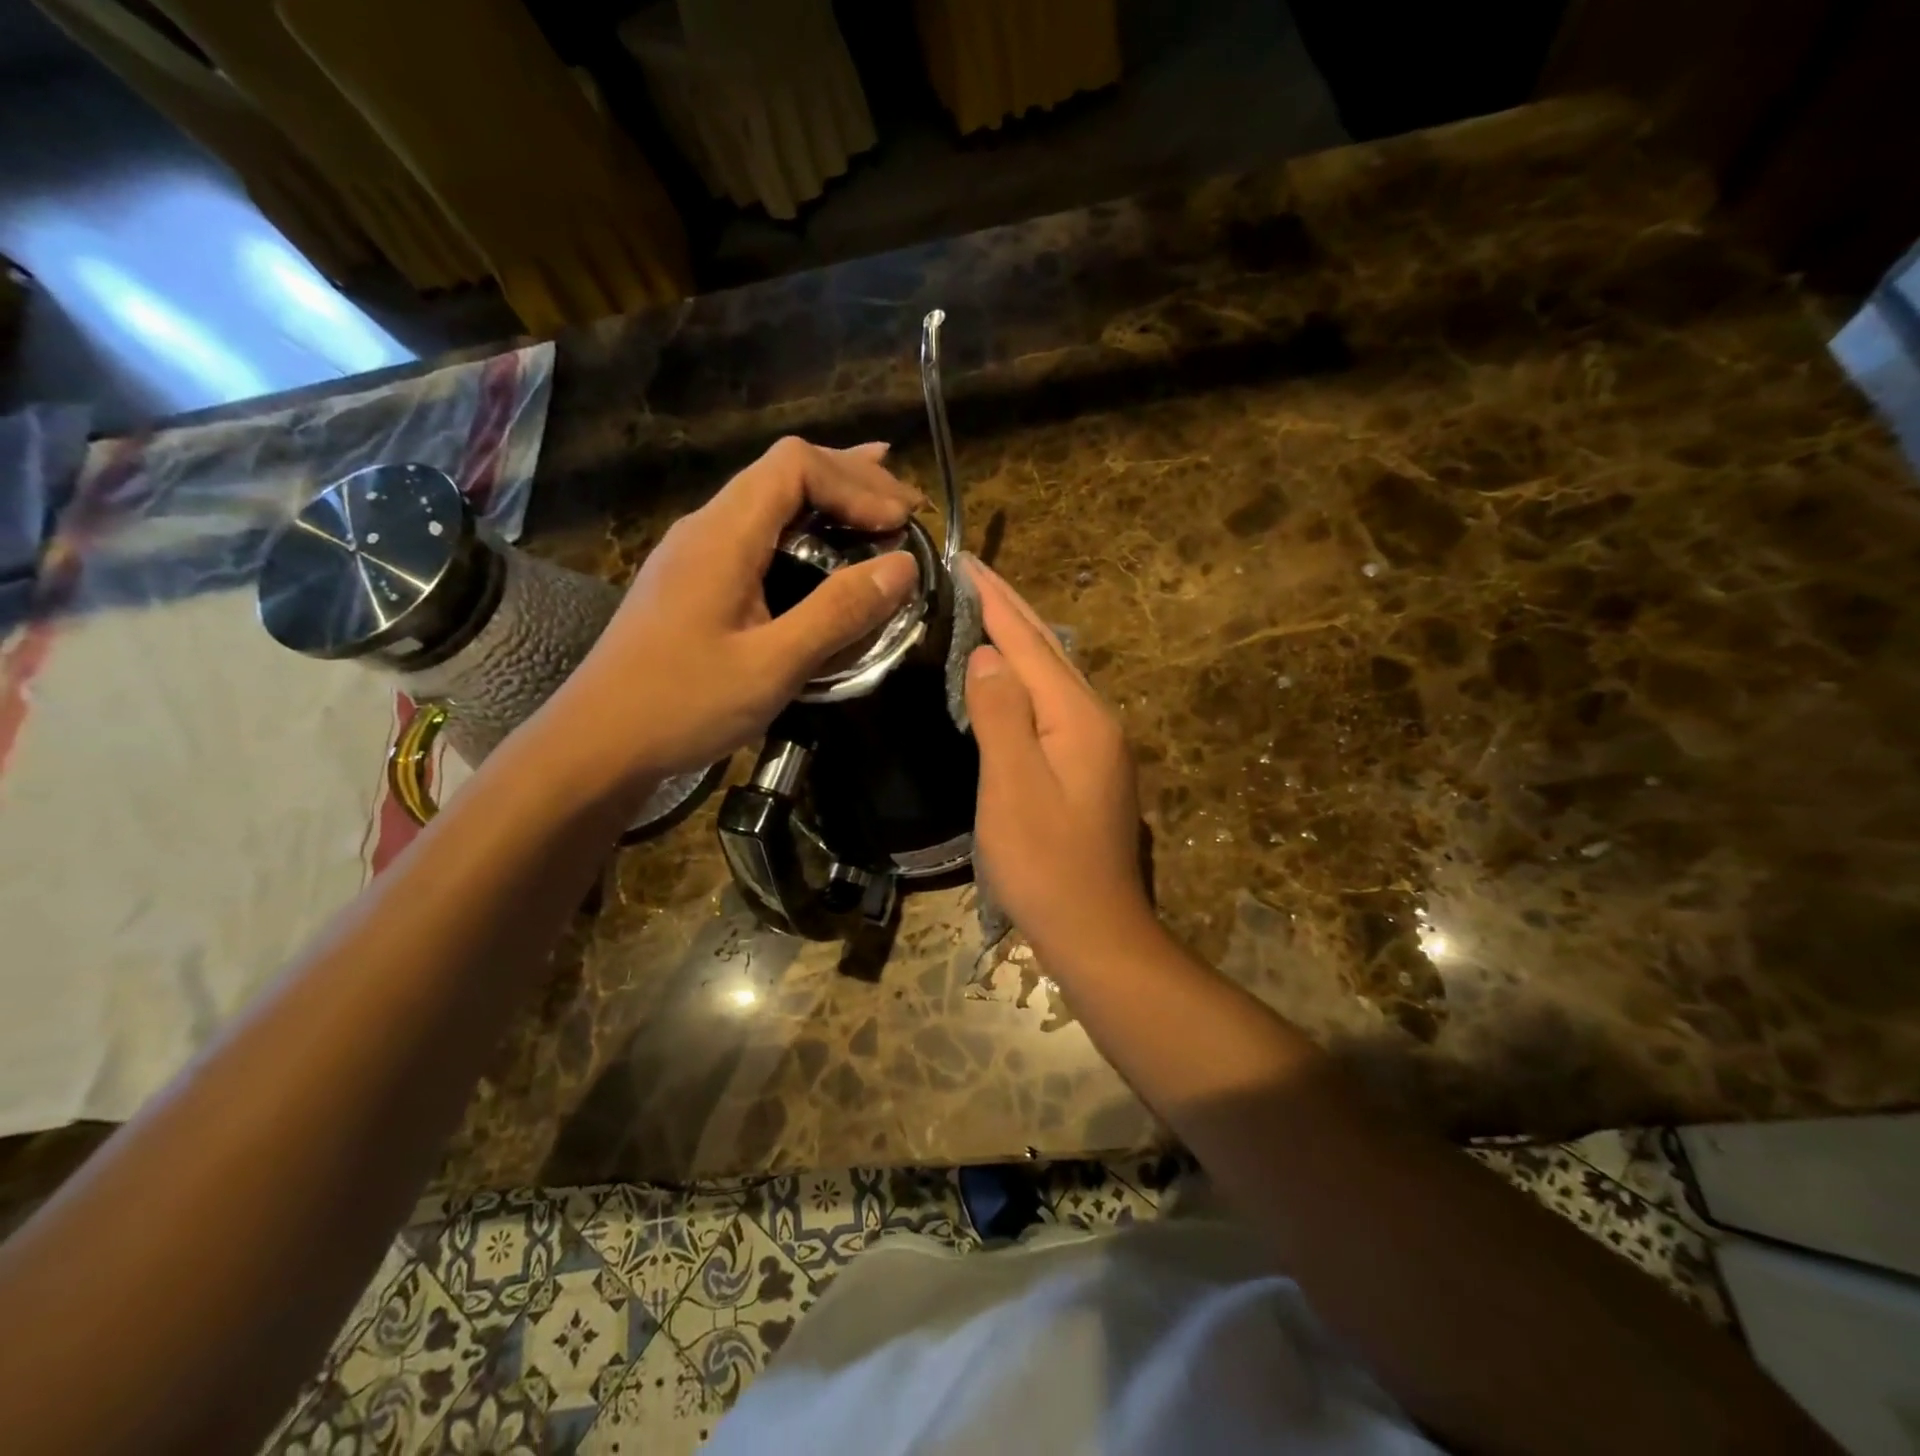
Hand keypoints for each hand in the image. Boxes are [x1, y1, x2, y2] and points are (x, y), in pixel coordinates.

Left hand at [543, 437, 923, 790]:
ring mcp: (695, 552)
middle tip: (907, 508)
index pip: (795, 465)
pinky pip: (758, 533)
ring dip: (828, 499)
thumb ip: (839, 612)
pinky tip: (823, 551)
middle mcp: (706, 527)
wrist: (599, 743)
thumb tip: (904, 566)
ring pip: (769, 499)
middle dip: (851, 480)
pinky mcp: (694, 581)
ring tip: (880, 507)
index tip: (902, 524)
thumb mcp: (773, 665)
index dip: (856, 483)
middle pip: (783, 471)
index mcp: (723, 535)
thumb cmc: (682, 704)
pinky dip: (804, 530)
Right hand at [962, 556, 1155, 960]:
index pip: (1029, 643)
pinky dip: (1030, 679)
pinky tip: (1012, 681)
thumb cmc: (1045, 863)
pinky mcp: (1092, 770)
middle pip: (1049, 652)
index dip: (995, 602)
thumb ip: (1001, 713)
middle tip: (973, 574)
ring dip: (1021, 641)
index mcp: (1078, 717)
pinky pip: (1056, 705)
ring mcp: (1100, 747)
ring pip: (1055, 677)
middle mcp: (1097, 721)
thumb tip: (986, 655)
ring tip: (986, 613)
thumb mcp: (1012, 786)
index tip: (965, 562)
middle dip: (1011, 610)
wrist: (1096, 931)